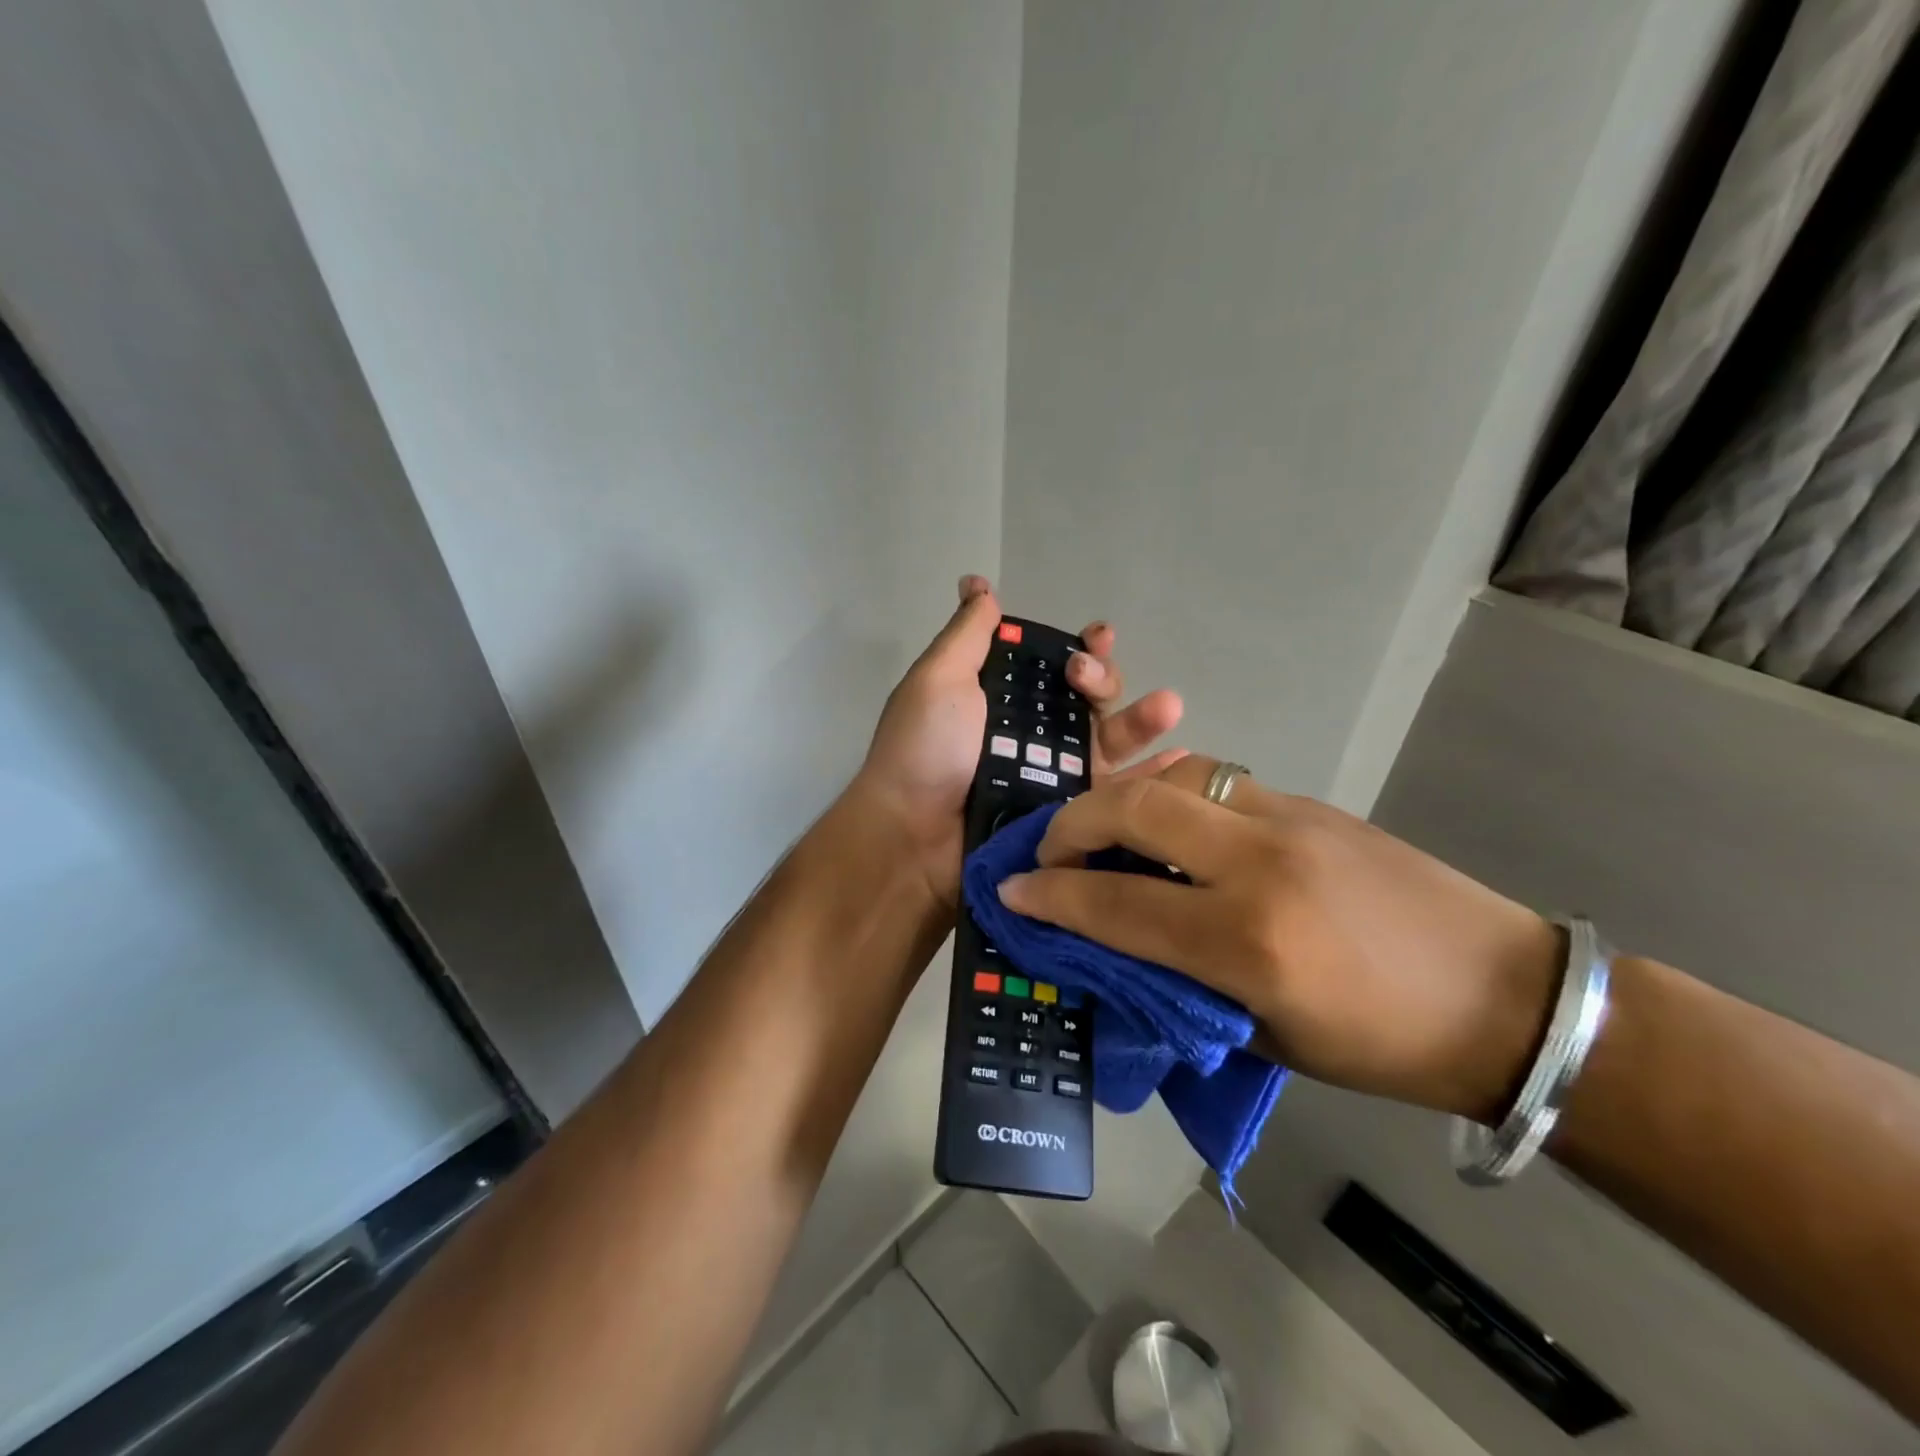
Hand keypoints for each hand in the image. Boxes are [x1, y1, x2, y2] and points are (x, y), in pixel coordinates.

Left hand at [855, 575, 1185, 909]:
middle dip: (1103, 679)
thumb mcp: (938, 679)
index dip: (1082, 648)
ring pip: (1110, 742)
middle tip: (1087, 679)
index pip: (1055, 664)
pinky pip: (1117, 794)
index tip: (1097, 637)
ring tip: (1168, 707)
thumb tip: (977, 582)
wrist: (913, 839)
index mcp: (1004, 698)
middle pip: (1089, 699)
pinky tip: (1184, 761)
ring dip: (1143, 720)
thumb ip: (967, 634)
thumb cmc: (923, 751)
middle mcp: (1033, 733)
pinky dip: (1152, 778)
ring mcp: (1054, 776)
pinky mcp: (1070, 817)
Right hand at [995, 756, 1562, 1122]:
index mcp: (1250, 944)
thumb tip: (1109, 947)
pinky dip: (1172, 796)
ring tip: (1105, 833)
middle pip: (1135, 808)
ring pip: (1173, 778)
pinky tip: (1169, 827)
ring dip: (1121, 799)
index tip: (1011, 892)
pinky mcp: (1309, 803)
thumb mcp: (1265, 1036)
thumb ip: (1178, 983)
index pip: (1117, 906)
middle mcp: (1261, 865)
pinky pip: (1216, 781)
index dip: (1051, 897)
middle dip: (1072, 822)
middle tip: (1051, 851)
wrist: (1506, 996)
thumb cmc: (1381, 1043)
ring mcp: (1289, 820)